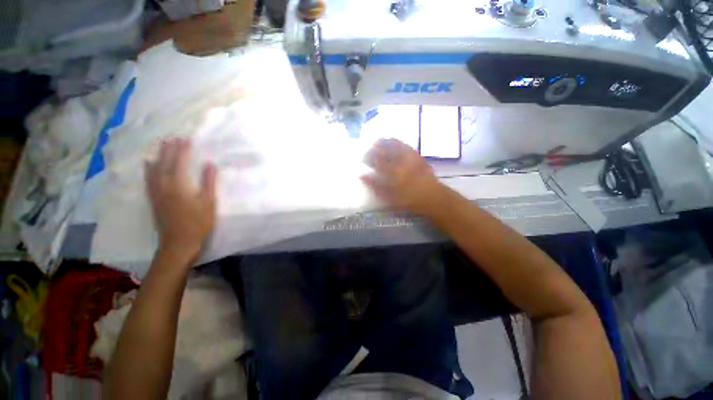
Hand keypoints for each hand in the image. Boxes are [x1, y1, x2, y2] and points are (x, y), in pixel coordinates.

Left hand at [145, 138, 216, 256]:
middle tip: (173, 138)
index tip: (186, 139)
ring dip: (158, 156)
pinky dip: (148, 169)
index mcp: (178, 185)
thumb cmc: (198, 222)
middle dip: (169, 149)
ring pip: (154, 169)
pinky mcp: (153, 199)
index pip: (179, 162)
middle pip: (164, 163)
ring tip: (160, 146)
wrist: (179, 242)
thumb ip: (208, 182)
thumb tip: (210, 164)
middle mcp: (163, 185)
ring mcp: (156, 192)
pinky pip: (148, 179)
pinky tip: (148, 164)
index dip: (182, 150)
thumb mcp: (208, 202)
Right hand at [361, 138, 445, 216]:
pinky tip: (393, 142)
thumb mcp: (388, 196)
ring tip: (379, 141)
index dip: (369, 156)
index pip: (376, 160)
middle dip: (375, 147)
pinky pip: (405, 145)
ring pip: (394, 145)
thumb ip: (375, 185)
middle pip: (384, 150)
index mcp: (391, 172)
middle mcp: (399, 161)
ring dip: (385, 142)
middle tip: (369, 148)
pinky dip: (397, 142)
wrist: (431, 196)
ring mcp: (409, 157)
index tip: (363, 157)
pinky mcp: (417, 156)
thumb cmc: (408, 199)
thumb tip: (362, 175)